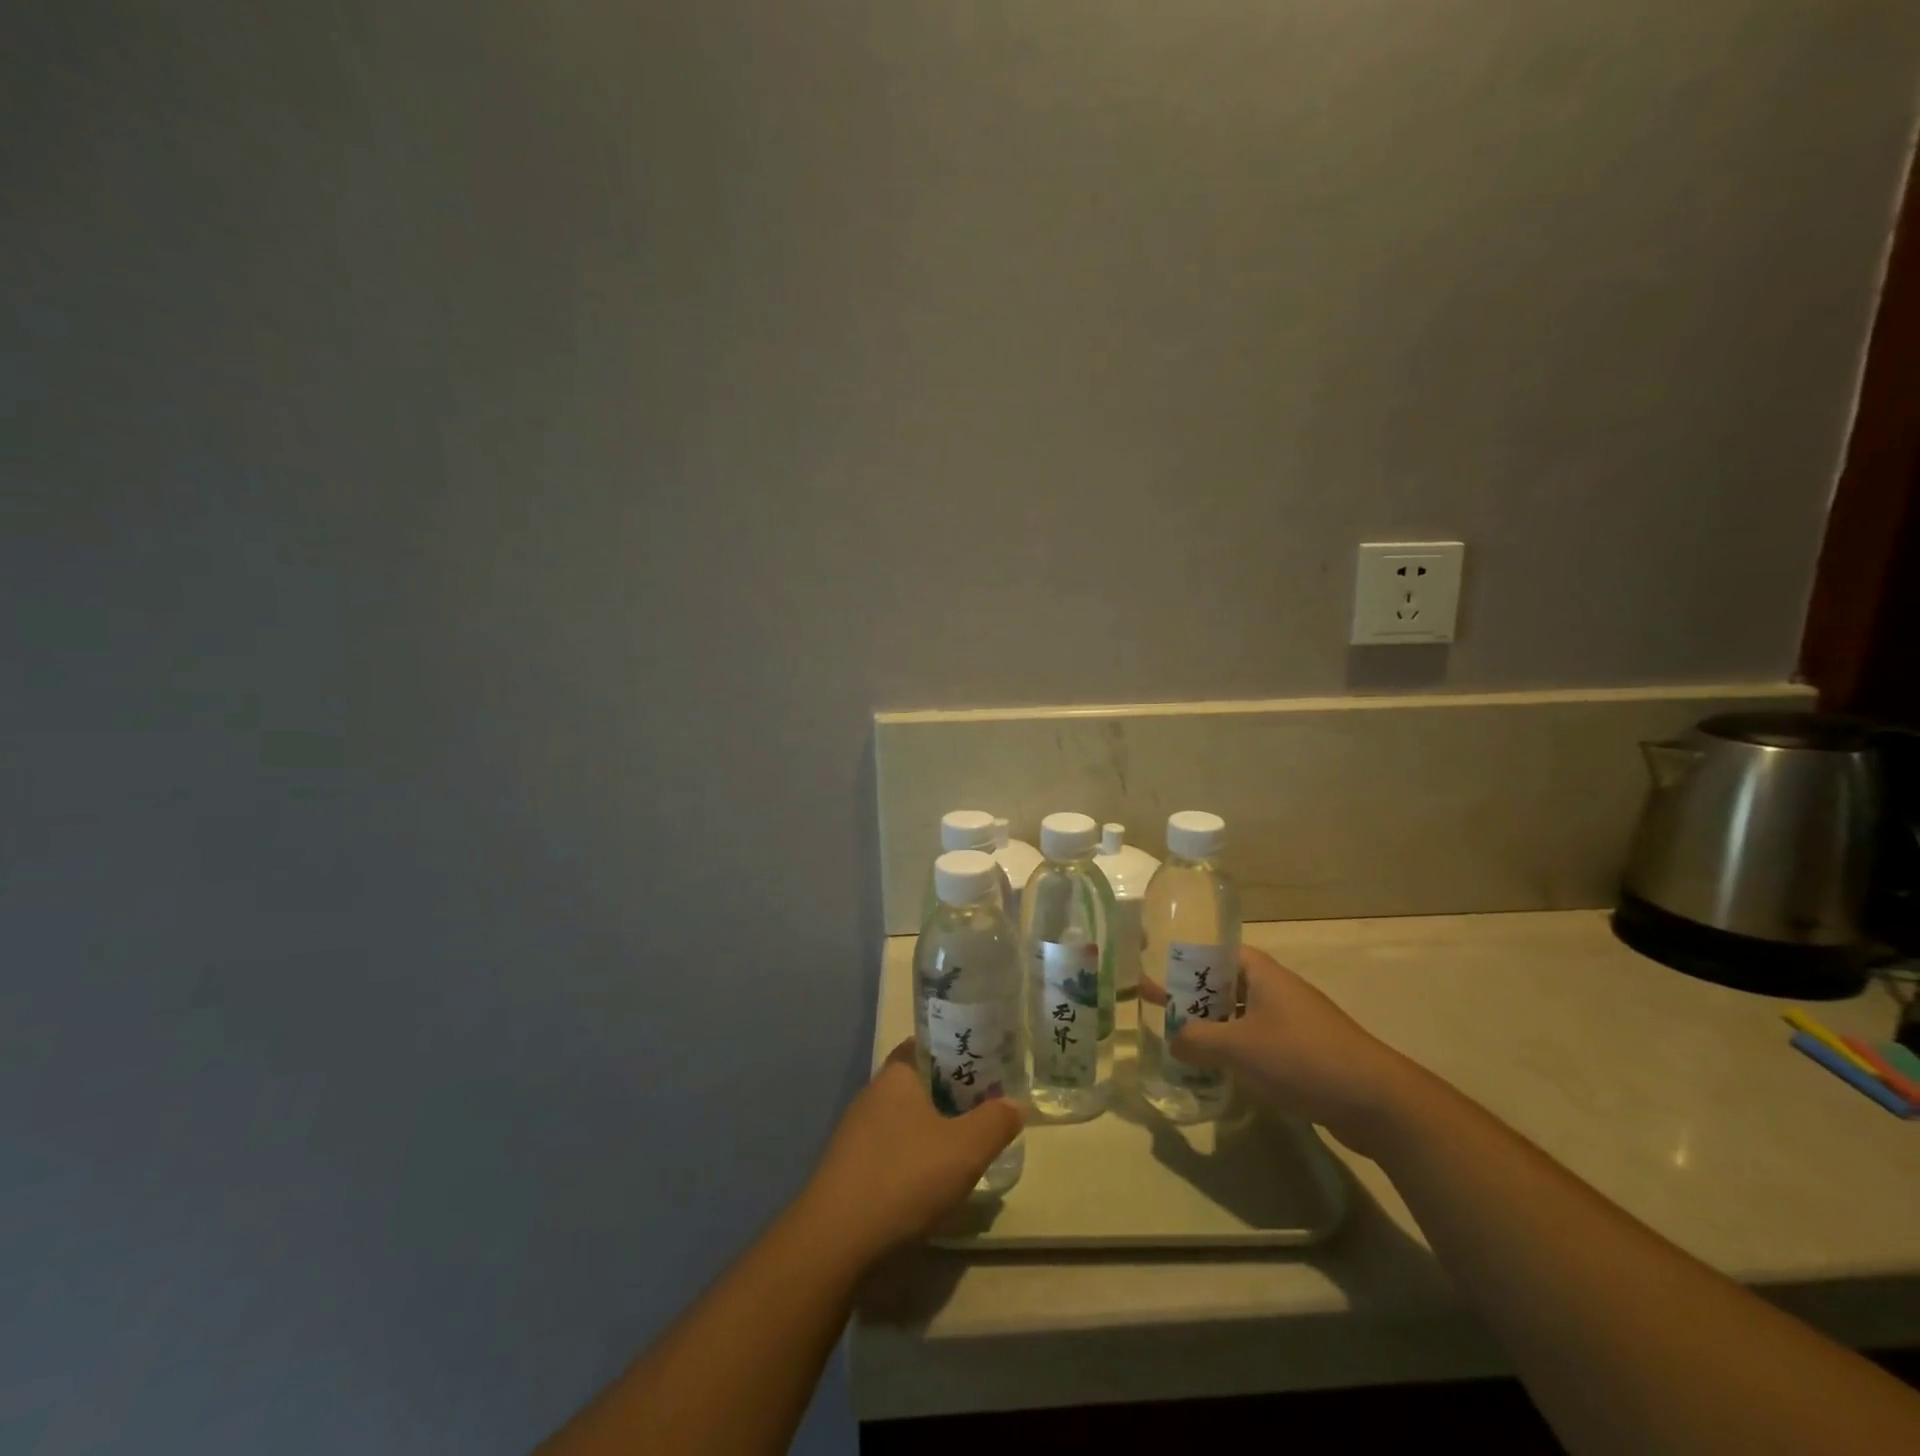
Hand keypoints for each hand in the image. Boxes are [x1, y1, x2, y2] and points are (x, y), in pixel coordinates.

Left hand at [801, 1040, 1022, 1260]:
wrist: (835, 1242)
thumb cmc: (904, 1177)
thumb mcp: (965, 1150)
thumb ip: (995, 1122)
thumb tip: (1015, 1103)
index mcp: (897, 1075)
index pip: (926, 1045)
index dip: (955, 1051)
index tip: (985, 1065)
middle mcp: (872, 1094)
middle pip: (918, 1082)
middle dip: (950, 1093)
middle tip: (985, 1107)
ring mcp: (856, 1133)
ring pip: (904, 1118)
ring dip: (932, 1128)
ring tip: (965, 1146)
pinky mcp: (848, 1169)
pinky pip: (889, 1149)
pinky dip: (912, 1158)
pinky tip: (930, 1183)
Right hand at [1168, 945, 1421, 1155]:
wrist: (1375, 1101)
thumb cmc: (1299, 1057)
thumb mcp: (1236, 1047)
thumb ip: (1196, 1040)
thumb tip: (1173, 1040)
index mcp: (1262, 973)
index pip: (1216, 952)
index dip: (1186, 959)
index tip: (1158, 968)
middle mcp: (1278, 989)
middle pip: (1227, 984)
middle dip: (1194, 996)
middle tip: (1161, 1007)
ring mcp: (1295, 1020)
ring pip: (1243, 1016)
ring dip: (1215, 1026)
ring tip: (1184, 1041)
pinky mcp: (1307, 1052)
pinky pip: (1261, 1042)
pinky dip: (1238, 1050)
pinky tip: (1222, 1070)